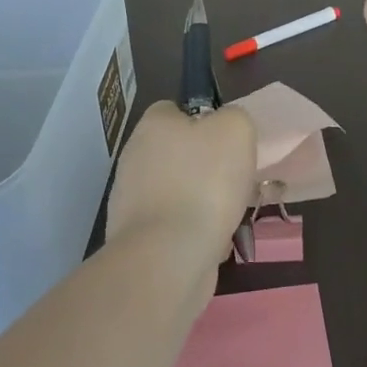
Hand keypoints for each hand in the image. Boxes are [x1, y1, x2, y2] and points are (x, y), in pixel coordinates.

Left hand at [105, 102, 257, 268]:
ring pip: (179, 191)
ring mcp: (131, 199)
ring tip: (231, 215)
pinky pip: (174, 225)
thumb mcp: (236, 129)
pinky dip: (194, 232)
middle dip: (207, 166)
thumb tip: (225, 127)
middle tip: (235, 179)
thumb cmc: (204, 182)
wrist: (169, 257)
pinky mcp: (137, 237)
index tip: (227, 141)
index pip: (175, 109)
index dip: (204, 120)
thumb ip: (233, 118)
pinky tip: (214, 242)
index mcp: (153, 125)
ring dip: (204, 201)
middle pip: (179, 152)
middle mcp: (135, 156)